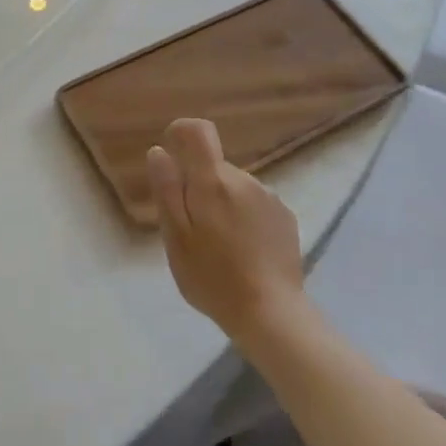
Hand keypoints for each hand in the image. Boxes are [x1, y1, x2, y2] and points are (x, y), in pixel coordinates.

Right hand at [147, 119, 303, 344]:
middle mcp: (244, 180)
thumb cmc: (213, 277)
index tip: (171, 154)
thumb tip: (159, 151)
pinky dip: (243, 217)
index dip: (181, 132)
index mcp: (213, 181)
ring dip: (222, 203)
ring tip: (219, 246)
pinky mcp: (285, 217)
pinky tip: (243, 251)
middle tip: (191, 229)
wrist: (272, 314)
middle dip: (198, 186)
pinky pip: (254, 204)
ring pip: (234, 187)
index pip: (198, 131)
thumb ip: (167, 190)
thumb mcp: (176, 238)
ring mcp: (269, 198)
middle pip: (214, 166)